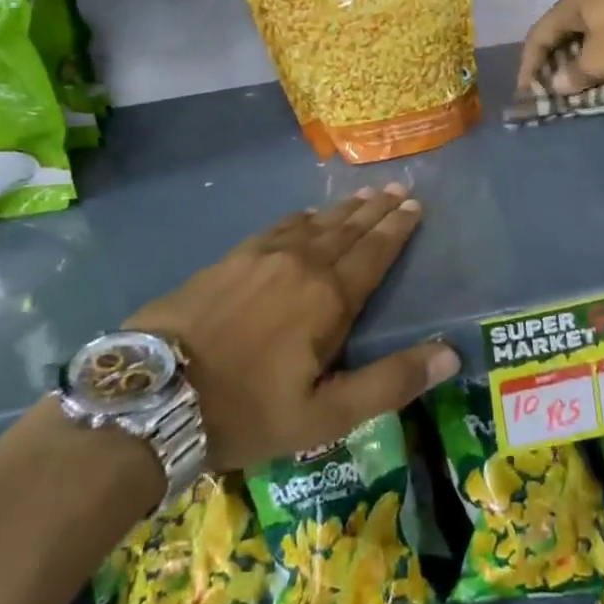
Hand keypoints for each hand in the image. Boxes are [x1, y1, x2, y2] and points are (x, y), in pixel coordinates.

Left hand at [128, 186, 459, 470]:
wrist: (152, 396)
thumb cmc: (246, 411)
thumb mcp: (326, 416)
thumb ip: (390, 382)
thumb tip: (450, 353)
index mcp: (329, 298)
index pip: (374, 253)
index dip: (397, 228)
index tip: (414, 205)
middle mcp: (300, 264)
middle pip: (347, 229)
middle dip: (375, 209)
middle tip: (397, 188)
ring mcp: (260, 257)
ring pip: (313, 223)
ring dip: (342, 209)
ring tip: (363, 195)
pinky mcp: (229, 259)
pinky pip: (277, 227)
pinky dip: (300, 217)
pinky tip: (305, 214)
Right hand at [517, 0, 603, 95]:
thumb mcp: (597, 61)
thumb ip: (572, 75)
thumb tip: (558, 84)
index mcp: (573, 4)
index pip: (538, 35)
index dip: (529, 65)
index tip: (526, 91)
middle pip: (561, 35)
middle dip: (553, 64)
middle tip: (550, 90)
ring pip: (585, 38)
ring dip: (577, 63)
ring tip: (574, 87)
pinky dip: (598, 59)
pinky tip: (600, 75)